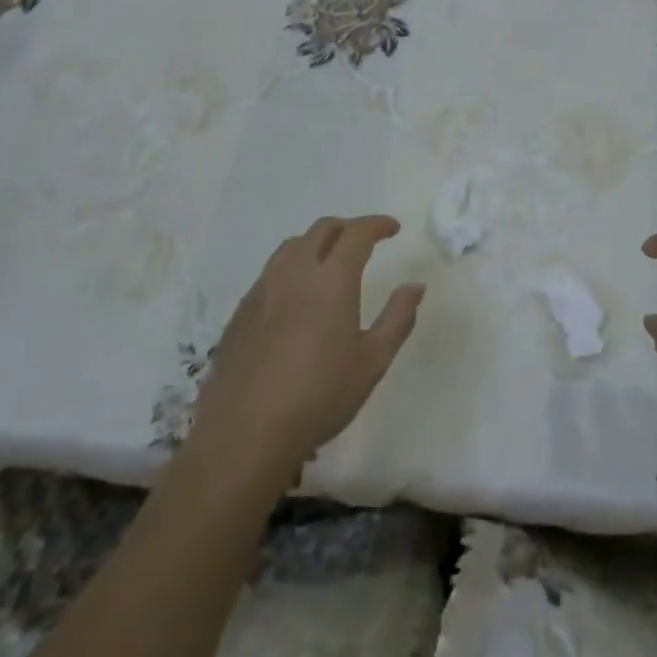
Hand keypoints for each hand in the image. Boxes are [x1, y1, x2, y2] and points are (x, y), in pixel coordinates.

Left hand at [188, 216, 423, 486]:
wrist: (246, 432)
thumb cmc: (320, 396)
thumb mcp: (372, 361)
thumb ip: (398, 318)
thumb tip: (415, 286)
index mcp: (331, 279)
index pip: (356, 233)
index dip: (376, 225)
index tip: (392, 228)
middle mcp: (295, 272)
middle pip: (322, 230)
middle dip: (348, 227)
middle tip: (365, 241)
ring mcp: (263, 289)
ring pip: (292, 246)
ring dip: (317, 242)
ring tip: (330, 261)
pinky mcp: (241, 310)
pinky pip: (271, 271)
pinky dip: (292, 266)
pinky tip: (297, 295)